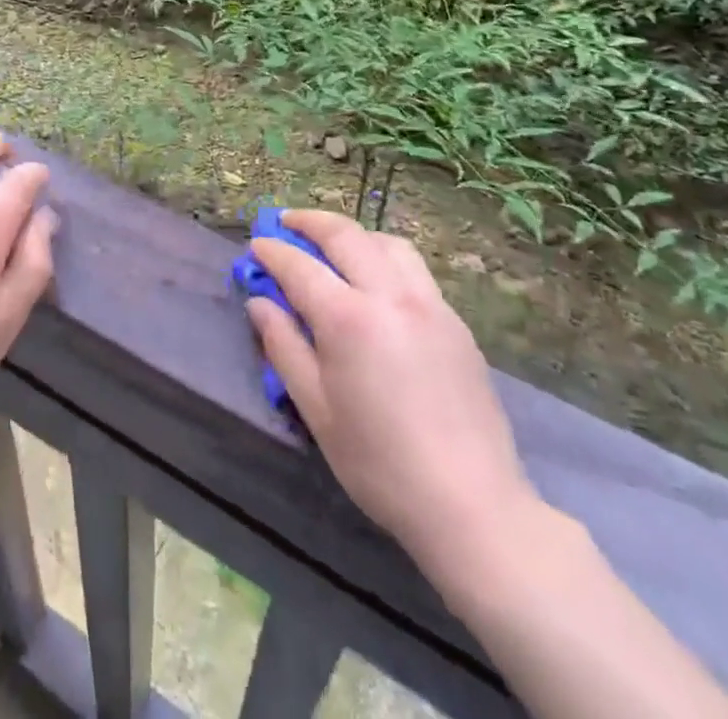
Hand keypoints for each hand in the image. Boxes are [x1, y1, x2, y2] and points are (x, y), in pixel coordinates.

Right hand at [248, 211, 538, 591]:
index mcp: (349, 319)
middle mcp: (390, 296)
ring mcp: (429, 304)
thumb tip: (259, 302)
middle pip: (345, 235)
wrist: (472, 505)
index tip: (256, 245)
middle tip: (286, 222)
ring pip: (387, 243)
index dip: (272, 252)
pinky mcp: (455, 321)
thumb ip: (284, 346)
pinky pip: (414, 270)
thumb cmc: (380, 463)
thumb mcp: (316, 409)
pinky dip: (384, 257)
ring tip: (333, 246)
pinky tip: (376, 282)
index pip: (299, 266)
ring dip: (353, 234)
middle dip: (309, 222)